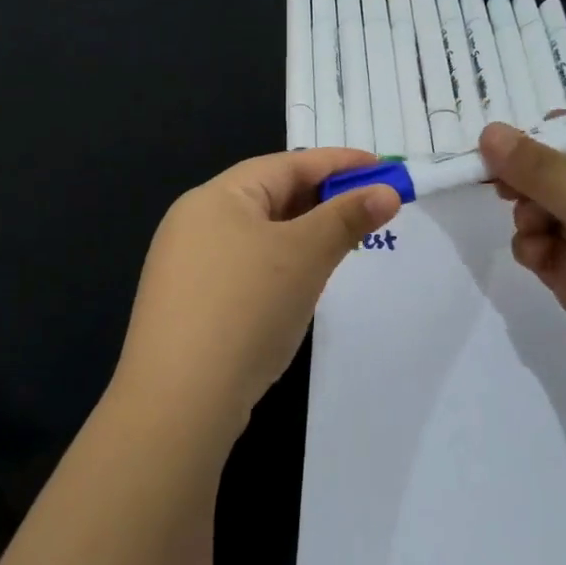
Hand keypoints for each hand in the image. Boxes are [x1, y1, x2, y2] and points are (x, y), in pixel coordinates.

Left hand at [112, 148, 399, 437]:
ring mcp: (186, 265)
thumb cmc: (246, 308)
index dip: (338, 163)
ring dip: (302, 234)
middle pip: (270, 196)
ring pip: (258, 234)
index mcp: (217, 196)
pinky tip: (299, 284)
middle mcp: (194, 221)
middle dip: (322, 200)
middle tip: (370, 209)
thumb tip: (387, 192)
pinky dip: (279, 264)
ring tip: (342, 243)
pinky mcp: (188, 303)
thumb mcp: (305, 255)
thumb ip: (346, 218)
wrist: (179, 401)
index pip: (287, 164)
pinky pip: (244, 267)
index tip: (382, 169)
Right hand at [480, 121, 565, 407]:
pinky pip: (541, 248)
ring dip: (529, 212)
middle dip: (530, 174)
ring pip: (545, 210)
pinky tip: (537, 257)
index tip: (517, 137)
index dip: (560, 131)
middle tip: (499, 179)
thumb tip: (489, 131)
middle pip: (562, 172)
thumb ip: (540, 169)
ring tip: (531, 226)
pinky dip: (532, 246)